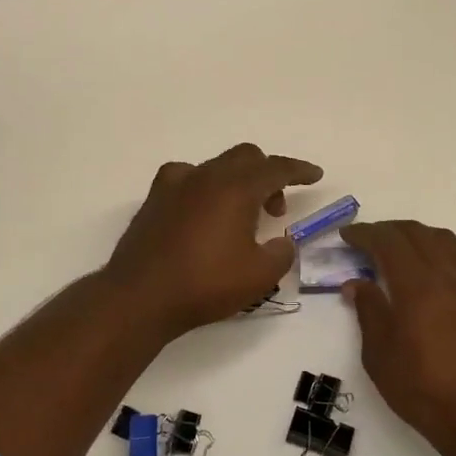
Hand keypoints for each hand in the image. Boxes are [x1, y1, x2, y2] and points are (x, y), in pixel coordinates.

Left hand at [102, 144, 323, 337]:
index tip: (315, 175)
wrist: (140, 296)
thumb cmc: (205, 284)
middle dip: (267, 176)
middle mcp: (206, 176)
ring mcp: (175, 184)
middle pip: (245, 158)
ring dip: (237, 181)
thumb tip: (282, 243)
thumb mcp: (259, 275)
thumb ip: (281, 253)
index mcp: (236, 188)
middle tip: (276, 209)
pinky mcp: (154, 199)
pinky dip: (205, 188)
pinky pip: (188, 179)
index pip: (276, 168)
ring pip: (216, 166)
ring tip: (241, 214)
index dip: (299, 170)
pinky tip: (203, 212)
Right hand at [341, 221, 455, 453]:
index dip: (364, 233)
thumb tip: (357, 283)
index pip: (387, 242)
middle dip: (388, 231)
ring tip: (403, 249)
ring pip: (447, 240)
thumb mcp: (380, 356)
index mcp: (416, 286)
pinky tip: (450, 261)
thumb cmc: (424, 391)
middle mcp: (448, 275)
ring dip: (420, 236)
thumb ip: (368, 312)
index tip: (347, 236)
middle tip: (367, 242)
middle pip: (417, 234)